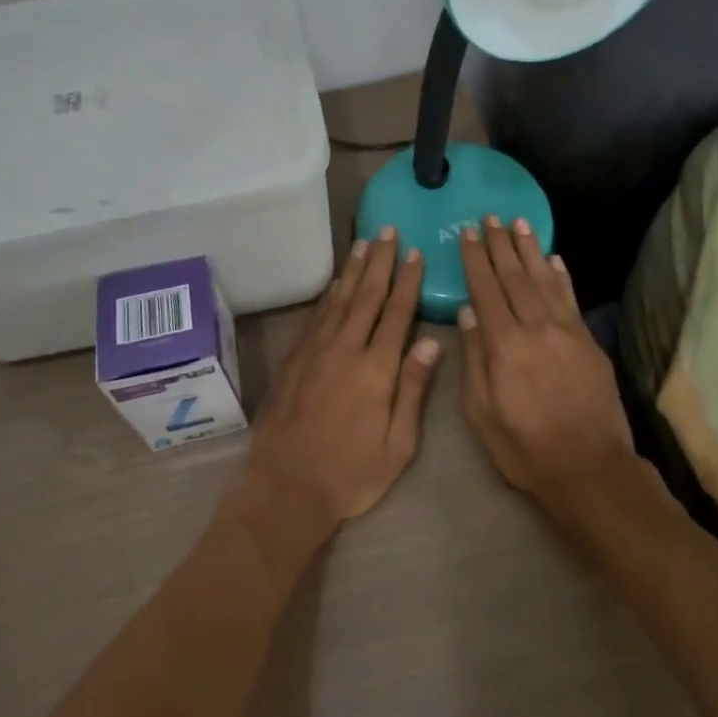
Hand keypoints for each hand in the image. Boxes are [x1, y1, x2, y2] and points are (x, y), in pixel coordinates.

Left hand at [236, 227, 441, 534]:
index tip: (415, 253)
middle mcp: (346, 349)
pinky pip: (318, 314)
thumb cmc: (351, 474)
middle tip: (388, 230)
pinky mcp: (296, 357)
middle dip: (380, 261)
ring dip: (354, 268)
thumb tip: (431, 342)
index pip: (396, 313)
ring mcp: (316, 350)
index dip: (407, 281)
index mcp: (376, 370)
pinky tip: (337, 281)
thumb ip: (413, 390)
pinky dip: (331, 292)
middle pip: (367, 295)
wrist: (286, 486)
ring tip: (365, 242)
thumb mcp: (398, 445)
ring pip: (340, 298)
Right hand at [458, 217, 635, 505]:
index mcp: (504, 345)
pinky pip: (570, 299)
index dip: (476, 260)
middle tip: (490, 217)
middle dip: (500, 245)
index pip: (486, 290)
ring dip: (530, 250)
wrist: (589, 468)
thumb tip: (468, 313)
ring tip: (519, 223)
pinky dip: (560, 276)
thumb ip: (474, 359)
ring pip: (543, 280)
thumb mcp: (482, 412)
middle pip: (514, 277)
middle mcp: (535, 328)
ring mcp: (566, 332)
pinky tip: (553, 259)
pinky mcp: (588, 341)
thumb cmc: (524, 447)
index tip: (468, 233)